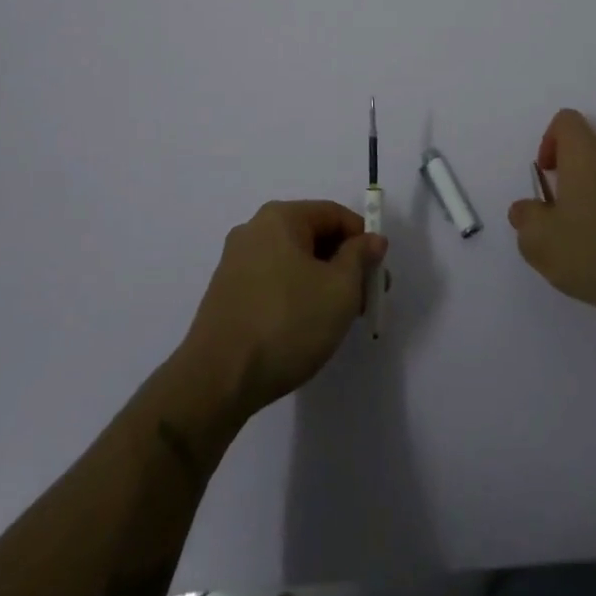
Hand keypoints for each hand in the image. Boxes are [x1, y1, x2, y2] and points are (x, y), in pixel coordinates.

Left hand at [180, 200, 386, 421]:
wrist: (217, 381)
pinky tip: (303, 328)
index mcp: (280, 217)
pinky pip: (273, 281)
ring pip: (293, 261)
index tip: (378, 276)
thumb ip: (361, 257)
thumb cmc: (287, 323)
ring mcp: (235, 262)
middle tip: (364, 300)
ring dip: (321, 282)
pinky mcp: (226, 293)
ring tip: (336, 320)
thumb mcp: (340, 289)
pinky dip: (295, 295)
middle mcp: (254, 230)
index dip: (363, 241)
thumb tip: (372, 240)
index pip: (335, 214)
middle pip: (313, 236)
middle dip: (344, 264)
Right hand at [508, 109, 595, 327]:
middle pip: (591, 145)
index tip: (547, 174)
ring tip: (594, 226)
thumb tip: (525, 209)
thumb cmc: (592, 254)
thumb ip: (525, 217)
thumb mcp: (539, 242)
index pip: (566, 120)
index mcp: (587, 153)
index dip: (550, 140)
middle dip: (575, 168)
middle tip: (566, 207)